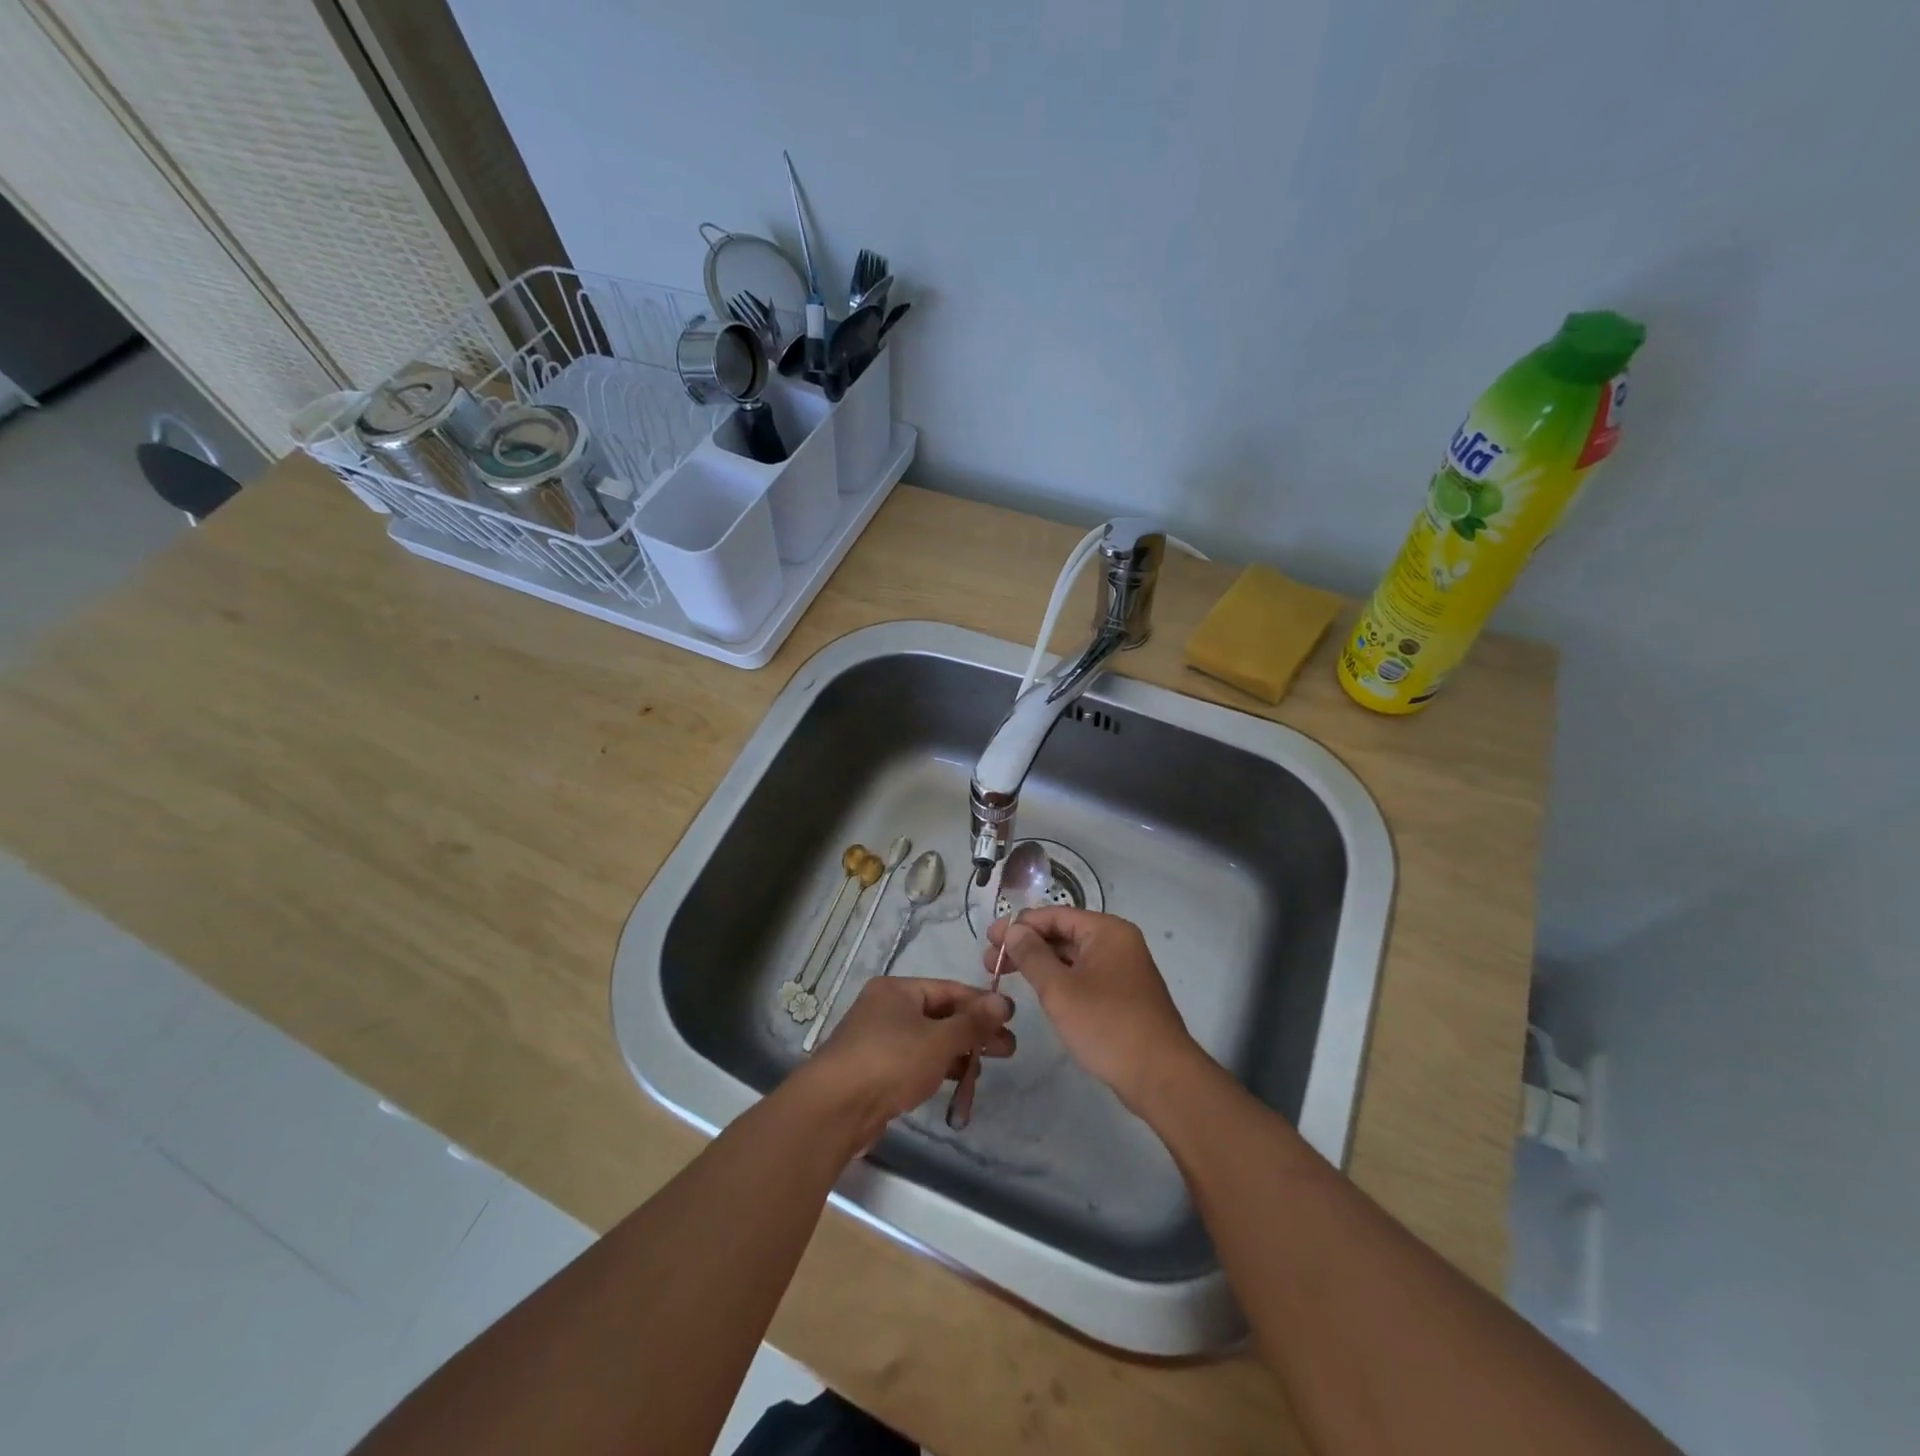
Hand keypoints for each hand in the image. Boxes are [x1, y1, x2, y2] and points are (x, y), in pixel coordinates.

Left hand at [795, 977, 1015, 1149]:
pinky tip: (957, 1083)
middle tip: (1007, 1050)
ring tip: (985, 1070)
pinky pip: (914, 1062)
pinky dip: (937, 1069)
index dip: (981, 1003)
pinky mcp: (874, 1072)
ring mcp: (877, 1041)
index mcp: (897, 990)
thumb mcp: (939, 1040)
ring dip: (958, 1053)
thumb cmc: (890, 1062)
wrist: (834, 1110)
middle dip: (973, 1032)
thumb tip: (1003, 1001)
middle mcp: (886, 1009)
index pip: (949, 990)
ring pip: (928, 1041)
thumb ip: (973, 1022)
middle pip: (939, 1015)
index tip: (1011, 1019)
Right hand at [986, 908, 1200, 1114]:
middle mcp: (1118, 943)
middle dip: (1026, 945)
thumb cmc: (1108, 1026)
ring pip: (1073, 957)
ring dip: (1040, 963)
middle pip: (1064, 934)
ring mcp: (1123, 969)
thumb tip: (1014, 930)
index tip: (988, 940)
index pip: (1055, 915)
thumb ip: (1032, 956)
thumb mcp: (1060, 990)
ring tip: (1005, 976)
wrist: (1161, 1076)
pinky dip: (1059, 979)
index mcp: (1107, 931)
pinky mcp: (1123, 995)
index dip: (1019, 925)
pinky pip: (1084, 976)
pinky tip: (1039, 991)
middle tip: (990, 961)